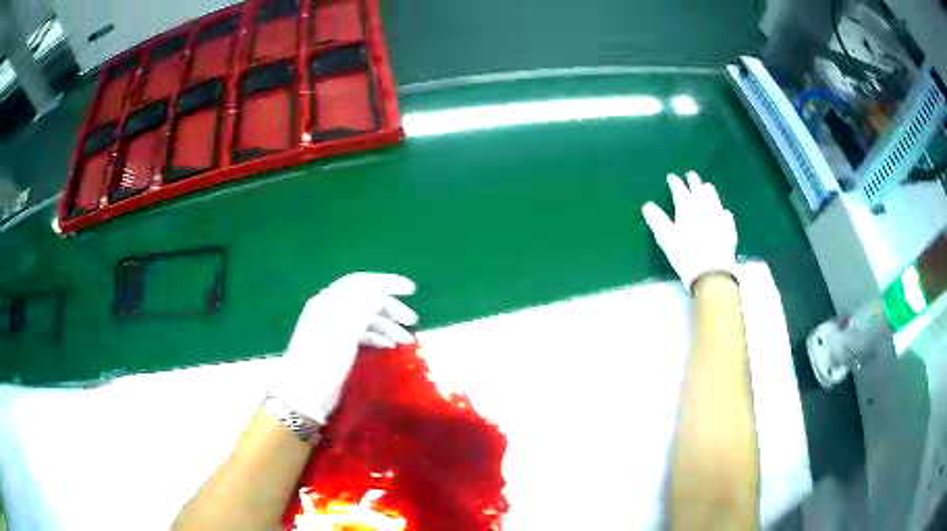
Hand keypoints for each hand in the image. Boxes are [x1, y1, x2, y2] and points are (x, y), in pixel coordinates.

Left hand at [275, 272, 417, 422]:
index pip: (361, 282)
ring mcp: (333, 329)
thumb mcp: (345, 330)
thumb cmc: (323, 359)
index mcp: (329, 301)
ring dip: (387, 325)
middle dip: (390, 307)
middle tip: (412, 320)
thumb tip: (383, 286)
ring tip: (406, 339)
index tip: (411, 290)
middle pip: (365, 300)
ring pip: (365, 319)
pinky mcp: (337, 347)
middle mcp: (331, 310)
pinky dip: (377, 337)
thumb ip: (363, 306)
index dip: (387, 282)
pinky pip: (361, 334)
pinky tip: (389, 346)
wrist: (304, 393)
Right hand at [642, 171, 736, 291]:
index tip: (671, 177)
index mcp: (687, 207)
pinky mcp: (729, 230)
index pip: (680, 189)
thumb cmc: (686, 255)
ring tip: (706, 186)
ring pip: (714, 198)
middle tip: (690, 175)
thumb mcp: (666, 239)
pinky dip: (722, 211)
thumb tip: (647, 205)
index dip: (675, 182)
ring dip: (709, 191)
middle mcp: (704, 207)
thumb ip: (657, 220)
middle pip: (699, 189)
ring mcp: (719, 217)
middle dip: (693, 181)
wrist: (712, 274)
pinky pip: (726, 216)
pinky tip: (723, 212)